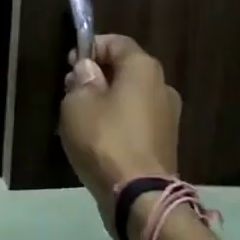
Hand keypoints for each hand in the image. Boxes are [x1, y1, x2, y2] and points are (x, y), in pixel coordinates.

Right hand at [59, 33, 181, 216]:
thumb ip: (81, 80)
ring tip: (81, 119)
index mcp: (143, 68)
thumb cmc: (105, 139)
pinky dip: (118, 123)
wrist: (140, 197)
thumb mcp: (77, 104)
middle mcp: (162, 86)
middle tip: (71, 91)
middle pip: (125, 70)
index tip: (70, 63)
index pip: (116, 42)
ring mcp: (168, 117)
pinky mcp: (166, 143)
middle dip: (98, 76)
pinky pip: (137, 122)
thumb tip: (89, 70)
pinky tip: (98, 140)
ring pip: (131, 97)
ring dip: (107, 102)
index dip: (91, 47)